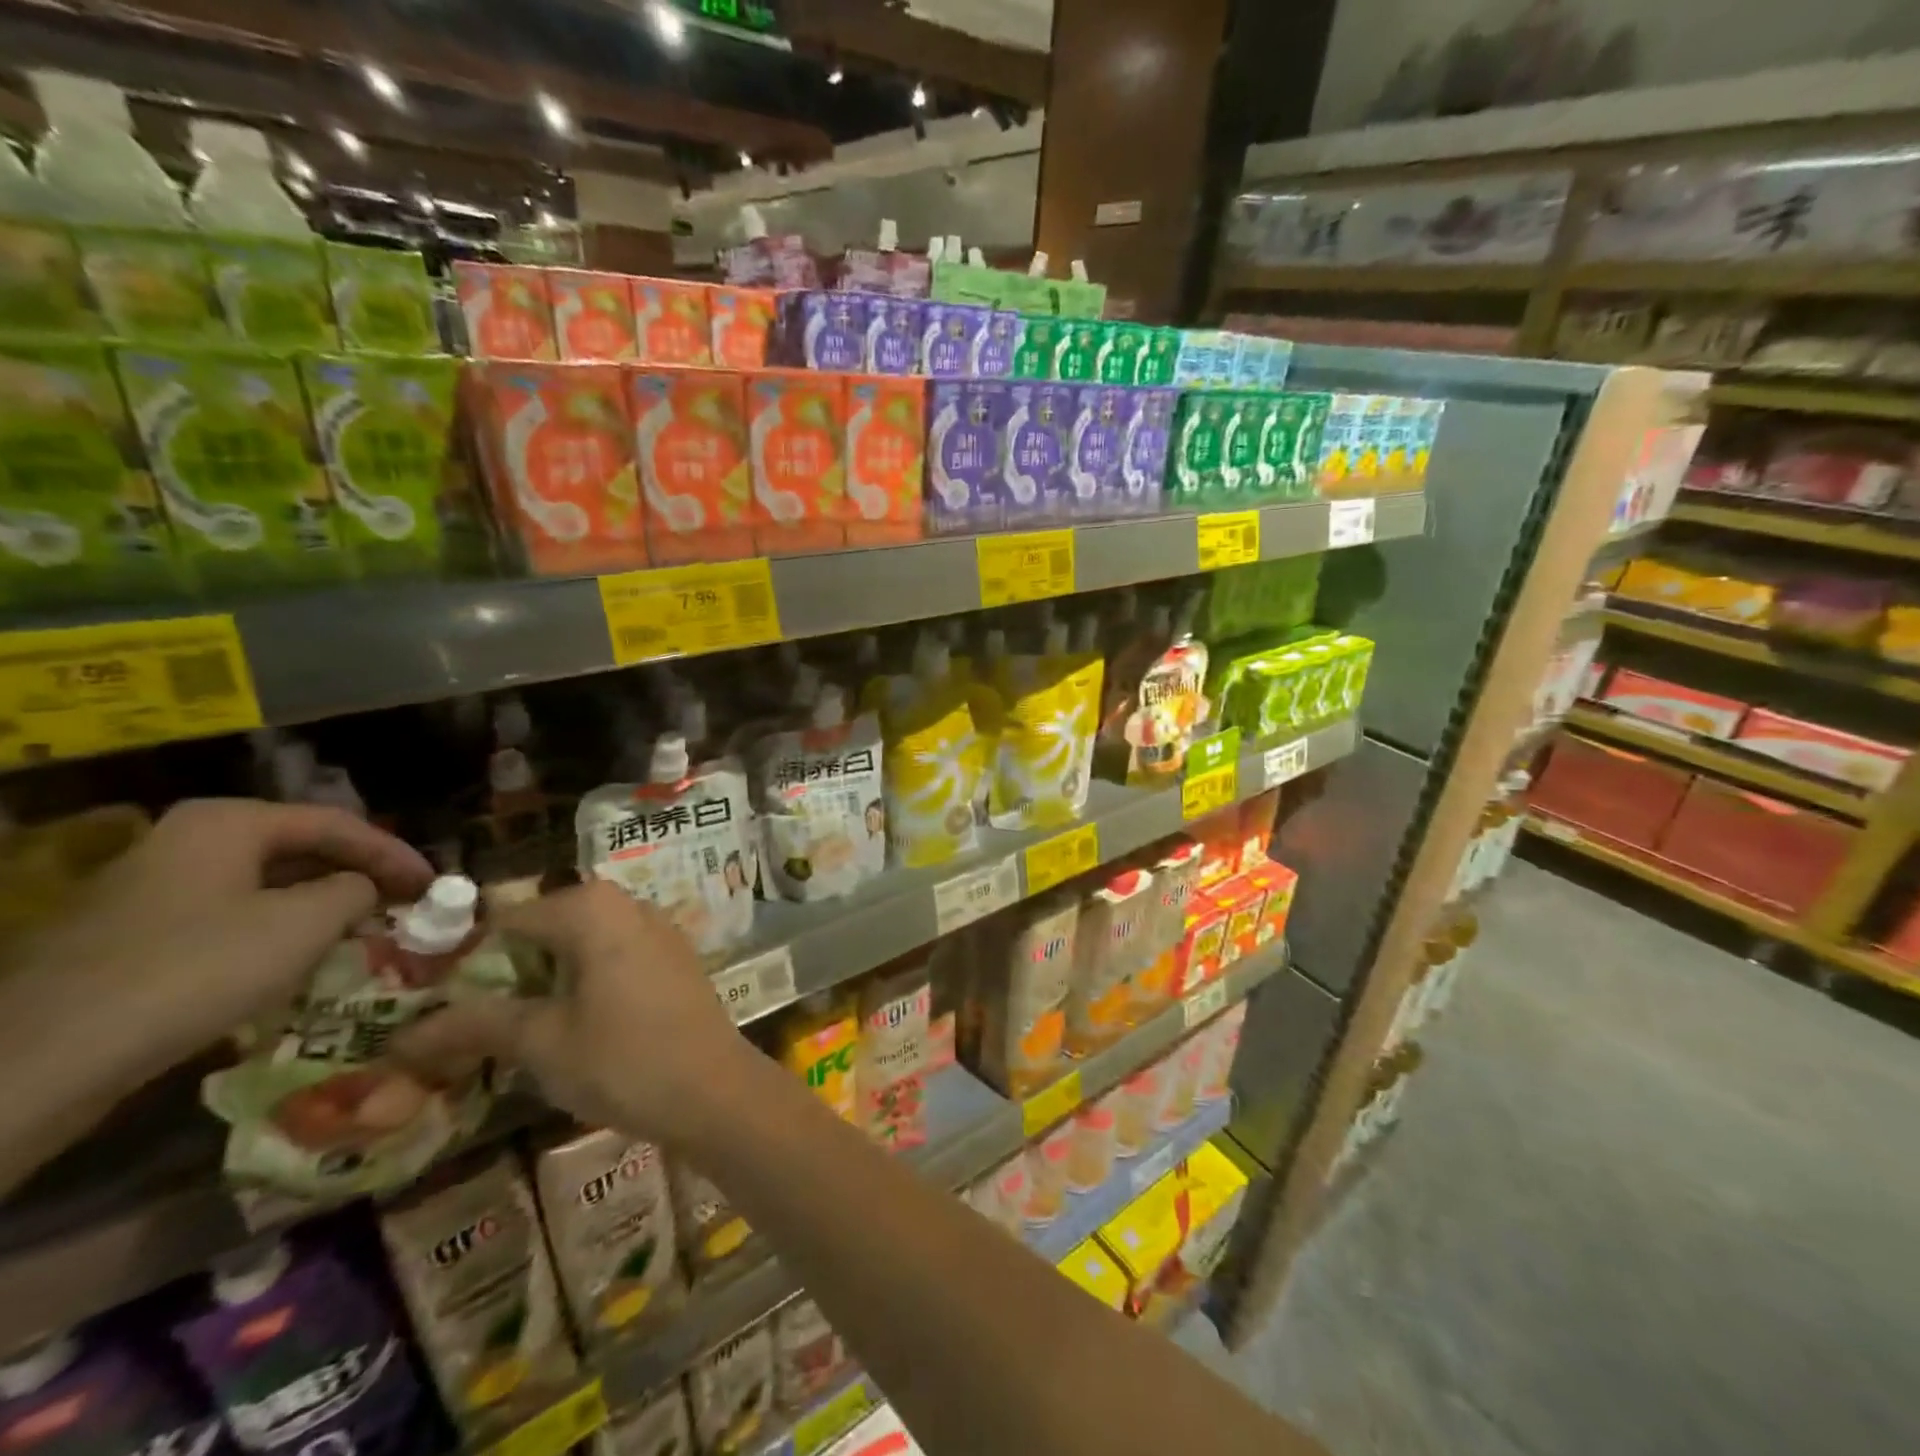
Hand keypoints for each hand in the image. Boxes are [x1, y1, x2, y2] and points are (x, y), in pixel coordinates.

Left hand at [19, 798, 433, 1075]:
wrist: (48, 1056)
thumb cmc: (198, 968)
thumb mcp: (305, 923)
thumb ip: (355, 890)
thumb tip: (363, 888)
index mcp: (228, 822)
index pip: (338, 824)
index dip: (394, 853)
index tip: (435, 883)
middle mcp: (187, 840)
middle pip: (299, 850)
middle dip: (357, 877)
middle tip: (404, 903)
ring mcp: (152, 888)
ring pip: (265, 886)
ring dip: (320, 906)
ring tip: (365, 931)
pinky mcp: (134, 936)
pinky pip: (230, 918)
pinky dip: (277, 931)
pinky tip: (300, 960)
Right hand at [393, 880, 757, 1147]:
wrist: (714, 1089)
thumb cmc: (623, 1059)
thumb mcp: (540, 1041)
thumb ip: (476, 1024)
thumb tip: (403, 1034)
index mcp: (592, 908)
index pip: (507, 919)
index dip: (464, 958)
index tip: (429, 1001)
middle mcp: (627, 904)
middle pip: (546, 928)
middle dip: (505, 970)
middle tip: (467, 1022)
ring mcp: (657, 929)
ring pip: (580, 944)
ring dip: (543, 979)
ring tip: (508, 1029)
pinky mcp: (674, 958)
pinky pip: (613, 957)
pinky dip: (582, 982)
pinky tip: (567, 1024)